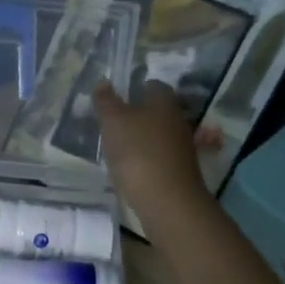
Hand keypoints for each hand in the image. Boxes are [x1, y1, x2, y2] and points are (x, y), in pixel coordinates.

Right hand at [92, 80, 209, 226]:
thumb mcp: (114, 123)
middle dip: (137, 114)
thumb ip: (106, 102)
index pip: (153, 85)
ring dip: (141, 138)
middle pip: (157, 111)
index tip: (116, 97)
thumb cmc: (138, 153)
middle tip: (112, 122)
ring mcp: (181, 148)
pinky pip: (158, 156)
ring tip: (116, 147)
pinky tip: (129, 168)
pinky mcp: (178, 171)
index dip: (135, 88)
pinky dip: (145, 158)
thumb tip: (103, 82)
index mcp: (164, 103)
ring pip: (158, 135)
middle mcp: (177, 121)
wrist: (167, 201)